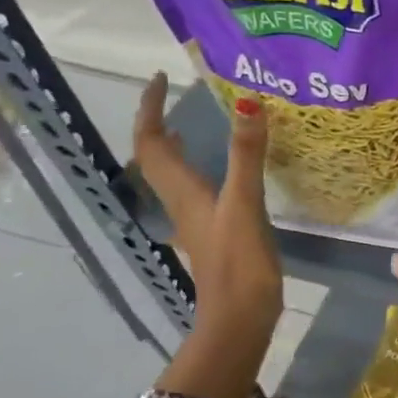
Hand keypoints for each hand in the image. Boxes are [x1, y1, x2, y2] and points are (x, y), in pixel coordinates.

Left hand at [135, 74, 282, 397]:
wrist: (240, 319)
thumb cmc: (239, 263)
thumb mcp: (245, 204)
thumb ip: (246, 155)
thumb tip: (247, 101)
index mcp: (182, 191)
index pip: (152, 142)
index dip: (150, 109)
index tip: (158, 78)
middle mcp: (181, 202)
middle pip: (155, 157)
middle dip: (159, 123)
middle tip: (174, 96)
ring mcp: (196, 221)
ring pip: (174, 176)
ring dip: (176, 147)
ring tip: (193, 125)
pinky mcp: (213, 235)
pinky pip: (196, 191)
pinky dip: (201, 170)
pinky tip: (222, 173)